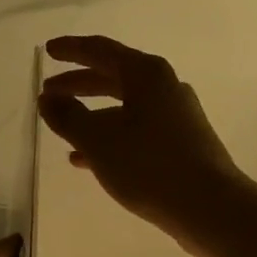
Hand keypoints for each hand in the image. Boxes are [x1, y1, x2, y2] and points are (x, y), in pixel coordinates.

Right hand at [38, 35, 248, 250]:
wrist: (209, 206)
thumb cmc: (149, 166)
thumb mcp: (99, 141)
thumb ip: (69, 117)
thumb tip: (48, 100)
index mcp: (146, 75)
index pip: (101, 51)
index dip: (71, 50)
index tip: (47, 50)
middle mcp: (164, 88)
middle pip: (113, 77)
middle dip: (78, 85)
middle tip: (49, 93)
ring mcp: (176, 116)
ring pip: (124, 107)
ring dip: (92, 115)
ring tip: (63, 129)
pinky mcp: (180, 144)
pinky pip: (136, 131)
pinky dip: (110, 138)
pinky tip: (87, 161)